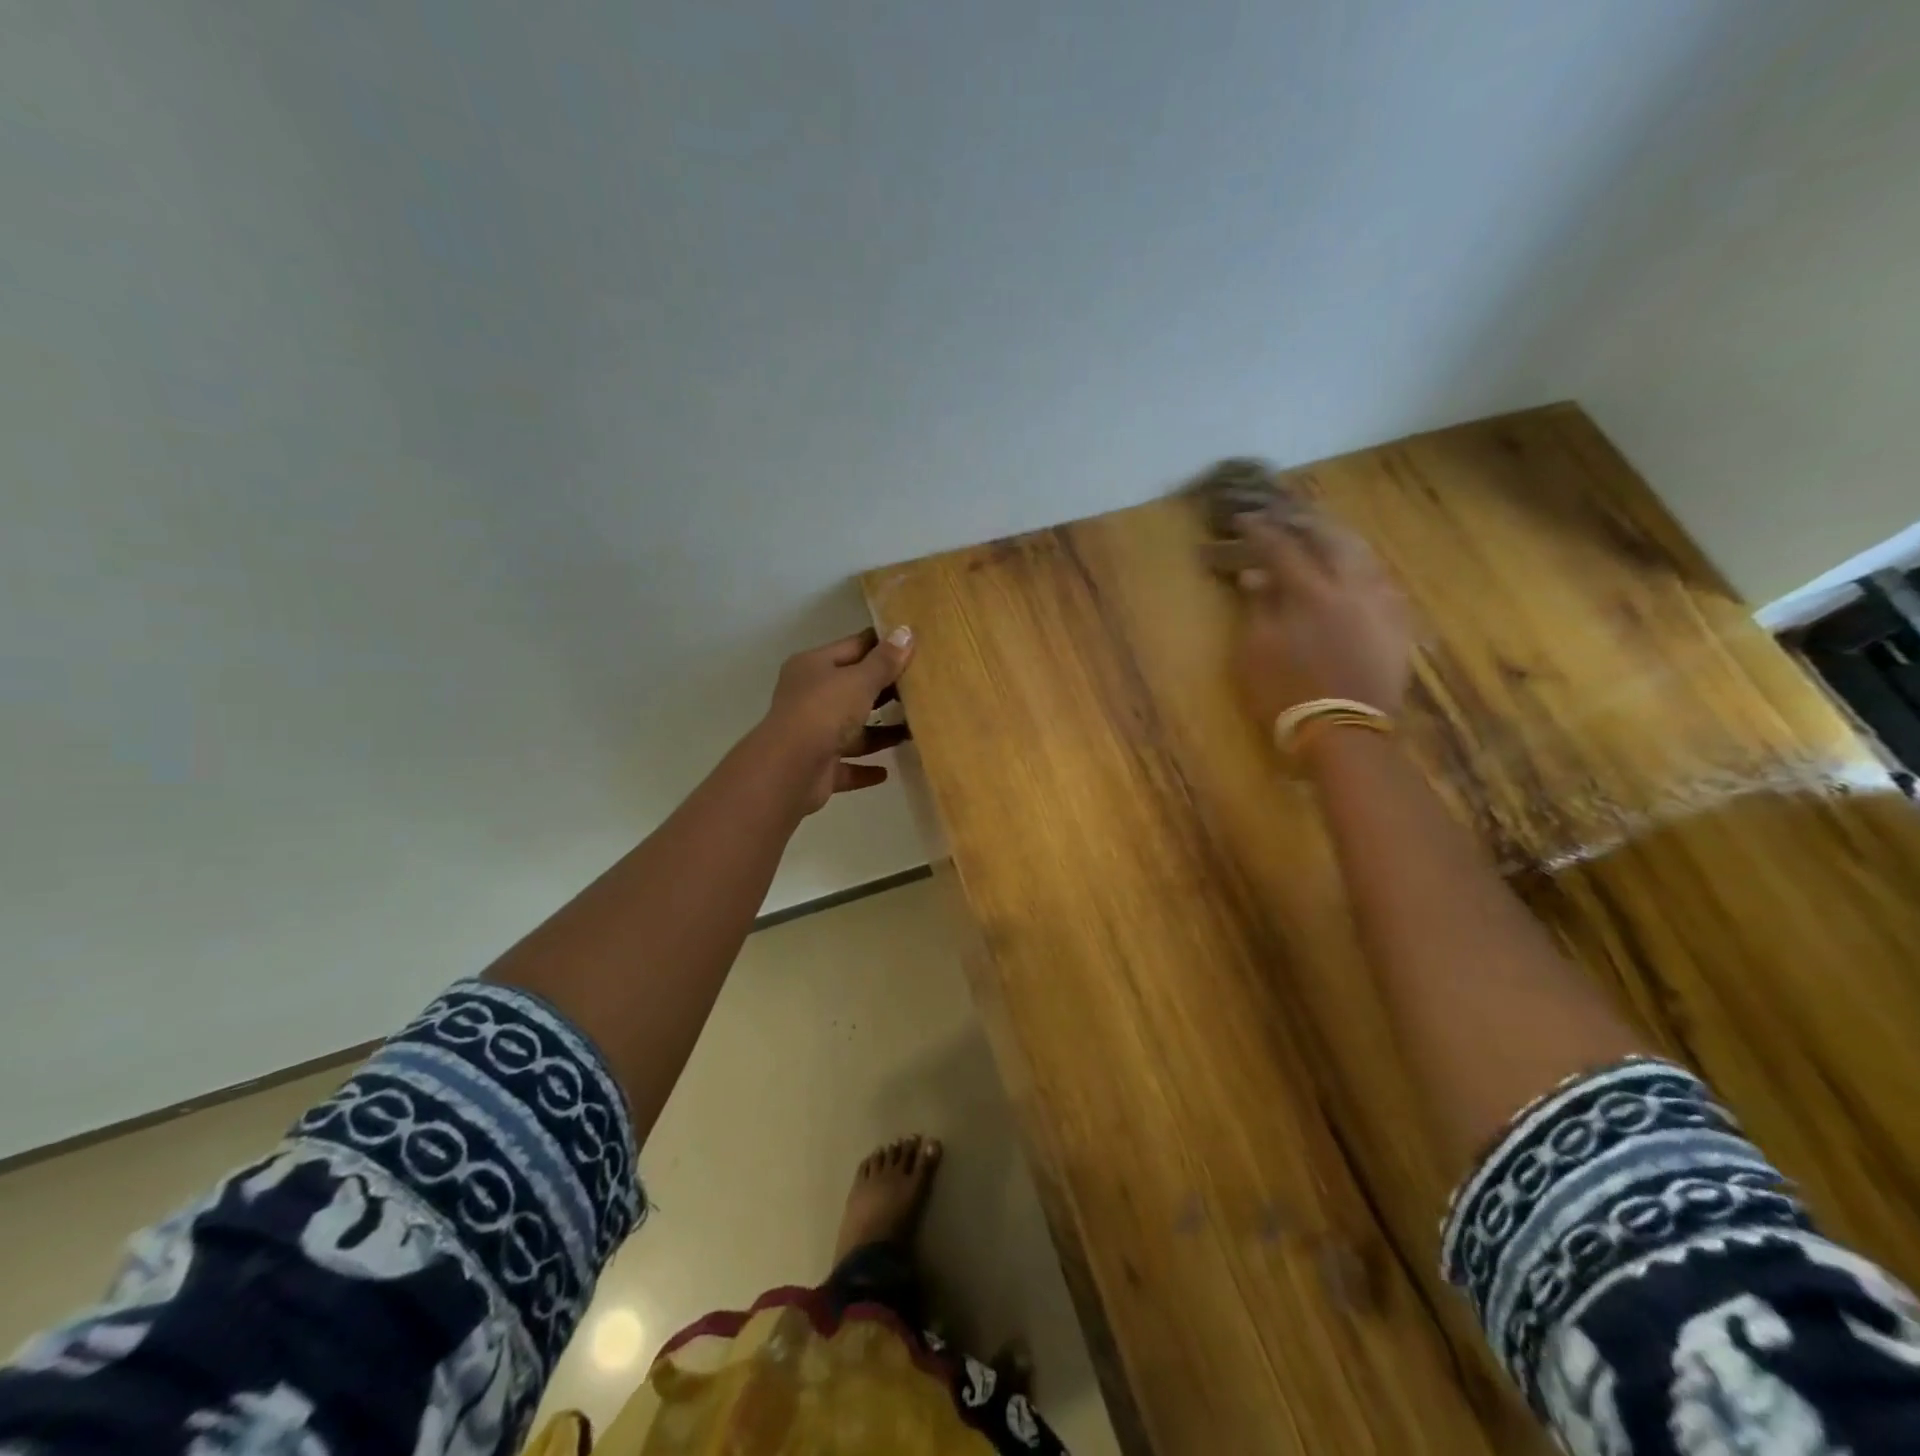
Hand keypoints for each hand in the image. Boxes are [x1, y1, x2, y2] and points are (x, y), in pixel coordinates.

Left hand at [758, 626, 914, 814]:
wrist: (790, 769)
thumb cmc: (824, 712)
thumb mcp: (859, 680)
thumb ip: (884, 660)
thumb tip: (905, 631)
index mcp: (813, 667)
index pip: (853, 647)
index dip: (882, 645)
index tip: (914, 645)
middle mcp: (809, 697)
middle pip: (853, 689)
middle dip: (884, 691)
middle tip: (923, 690)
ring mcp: (812, 734)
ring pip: (851, 730)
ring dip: (879, 733)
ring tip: (914, 732)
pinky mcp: (817, 767)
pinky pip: (846, 766)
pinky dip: (864, 769)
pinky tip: (886, 772)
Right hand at [1228, 510, 1411, 728]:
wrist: (1342, 733)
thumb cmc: (1287, 694)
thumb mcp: (1256, 653)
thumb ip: (1258, 608)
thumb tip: (1254, 576)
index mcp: (1311, 593)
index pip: (1283, 549)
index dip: (1262, 532)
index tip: (1245, 521)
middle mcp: (1351, 588)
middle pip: (1332, 539)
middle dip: (1307, 523)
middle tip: (1287, 516)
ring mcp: (1380, 604)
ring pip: (1364, 555)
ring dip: (1339, 538)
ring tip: (1323, 533)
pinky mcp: (1397, 623)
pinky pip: (1383, 581)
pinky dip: (1364, 567)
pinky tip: (1357, 568)